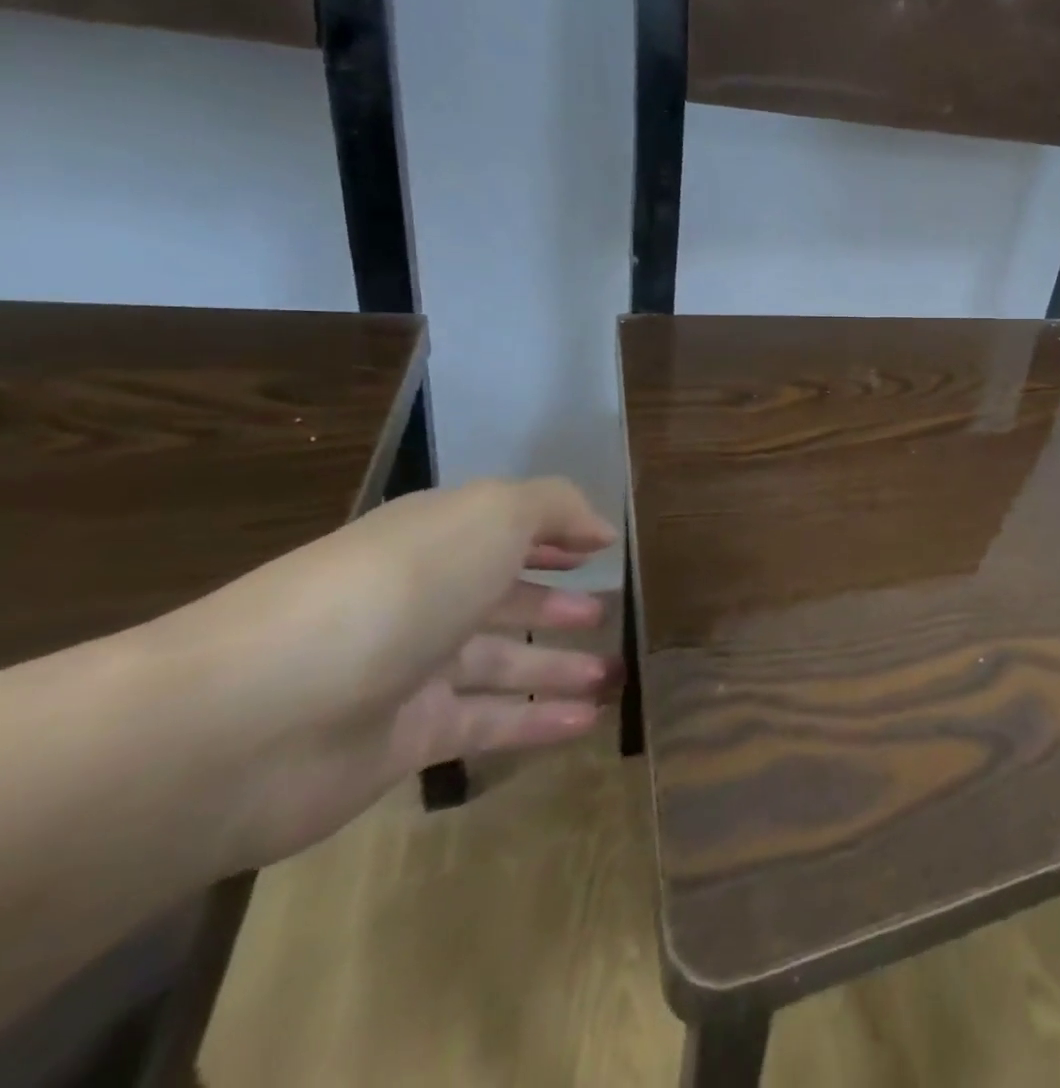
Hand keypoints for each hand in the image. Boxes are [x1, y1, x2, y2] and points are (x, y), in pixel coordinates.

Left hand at [152, 478, 619, 870]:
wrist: (256, 716)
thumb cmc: (395, 589)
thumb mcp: (490, 516)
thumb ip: (554, 507)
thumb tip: (599, 529)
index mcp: (433, 541)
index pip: (500, 531)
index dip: (550, 537)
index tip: (599, 549)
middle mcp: (421, 600)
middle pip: (499, 599)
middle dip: (554, 603)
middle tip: (606, 614)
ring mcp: (409, 673)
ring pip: (499, 664)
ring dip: (557, 667)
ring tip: (614, 676)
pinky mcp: (403, 740)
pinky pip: (487, 724)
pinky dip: (537, 722)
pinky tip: (585, 723)